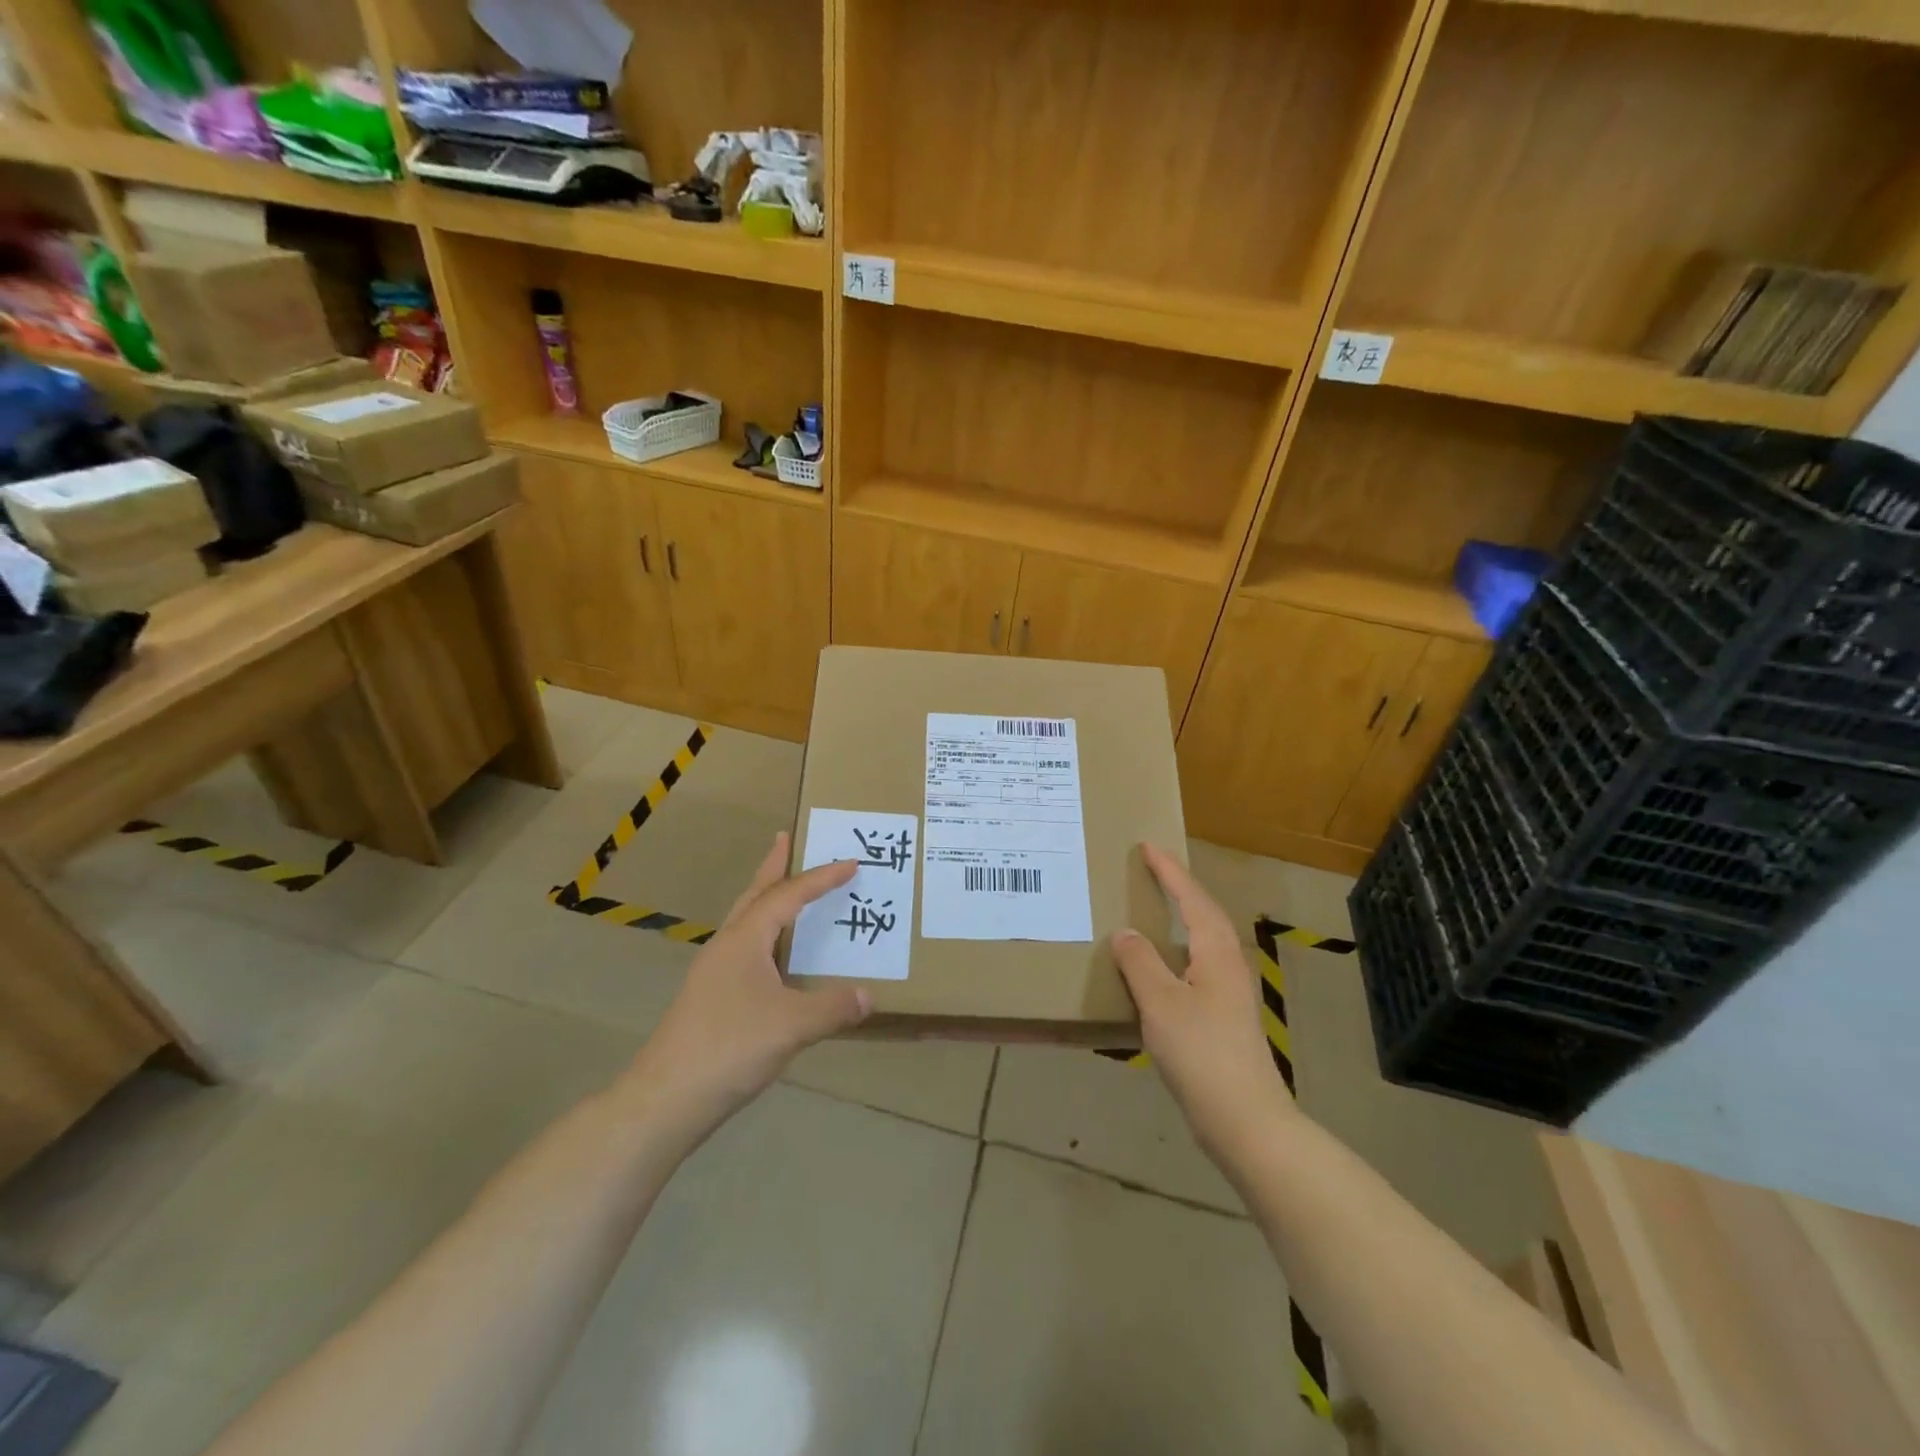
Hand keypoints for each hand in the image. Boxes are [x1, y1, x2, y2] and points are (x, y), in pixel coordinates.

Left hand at [622, 833, 870, 1140]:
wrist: (667, 1098)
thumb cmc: (730, 1047)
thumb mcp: (792, 1025)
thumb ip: (833, 1007)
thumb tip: (870, 996)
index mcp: (745, 940)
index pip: (788, 896)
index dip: (821, 879)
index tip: (850, 863)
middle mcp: (727, 946)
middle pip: (754, 895)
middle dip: (773, 867)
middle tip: (787, 840)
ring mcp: (714, 973)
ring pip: (746, 923)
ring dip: (767, 900)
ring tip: (786, 891)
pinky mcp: (711, 998)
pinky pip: (745, 950)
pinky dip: (765, 937)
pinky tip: (775, 959)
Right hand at [1112, 844, 1296, 1160]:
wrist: (1245, 1121)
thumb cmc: (1203, 1054)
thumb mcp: (1161, 1003)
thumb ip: (1140, 963)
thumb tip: (1125, 933)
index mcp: (1217, 953)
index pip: (1192, 899)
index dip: (1170, 872)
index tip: (1148, 847)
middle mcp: (1228, 965)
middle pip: (1205, 915)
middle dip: (1180, 889)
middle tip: (1152, 870)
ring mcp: (1229, 993)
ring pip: (1203, 941)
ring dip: (1181, 919)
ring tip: (1153, 909)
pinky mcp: (1223, 1018)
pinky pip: (1196, 967)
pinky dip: (1176, 952)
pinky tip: (1159, 969)